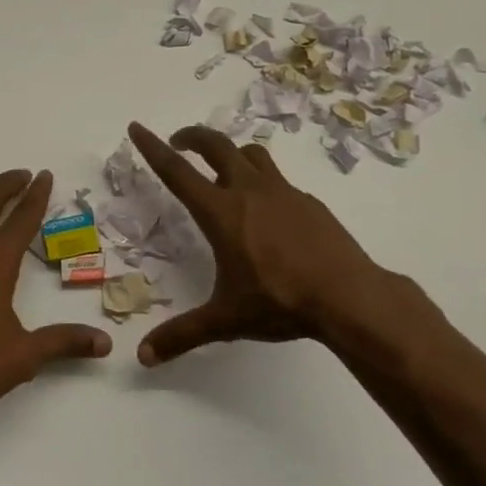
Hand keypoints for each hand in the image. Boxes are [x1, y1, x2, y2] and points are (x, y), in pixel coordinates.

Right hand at [127, 121, 424, 364]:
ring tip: (222, 168)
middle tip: (178, 141)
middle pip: (216, 145)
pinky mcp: (310, 202)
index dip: (153, 148)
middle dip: (192, 136)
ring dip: (230, 152)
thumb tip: (143, 357)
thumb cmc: (280, 302)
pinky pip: (280, 182)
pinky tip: (268, 212)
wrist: (348, 296)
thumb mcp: (225, 320)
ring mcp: (284, 192)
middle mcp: (249, 191)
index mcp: (221, 212)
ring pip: (252, 154)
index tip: (137, 128)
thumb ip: (182, 335)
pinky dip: (264, 184)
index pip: (177, 171)